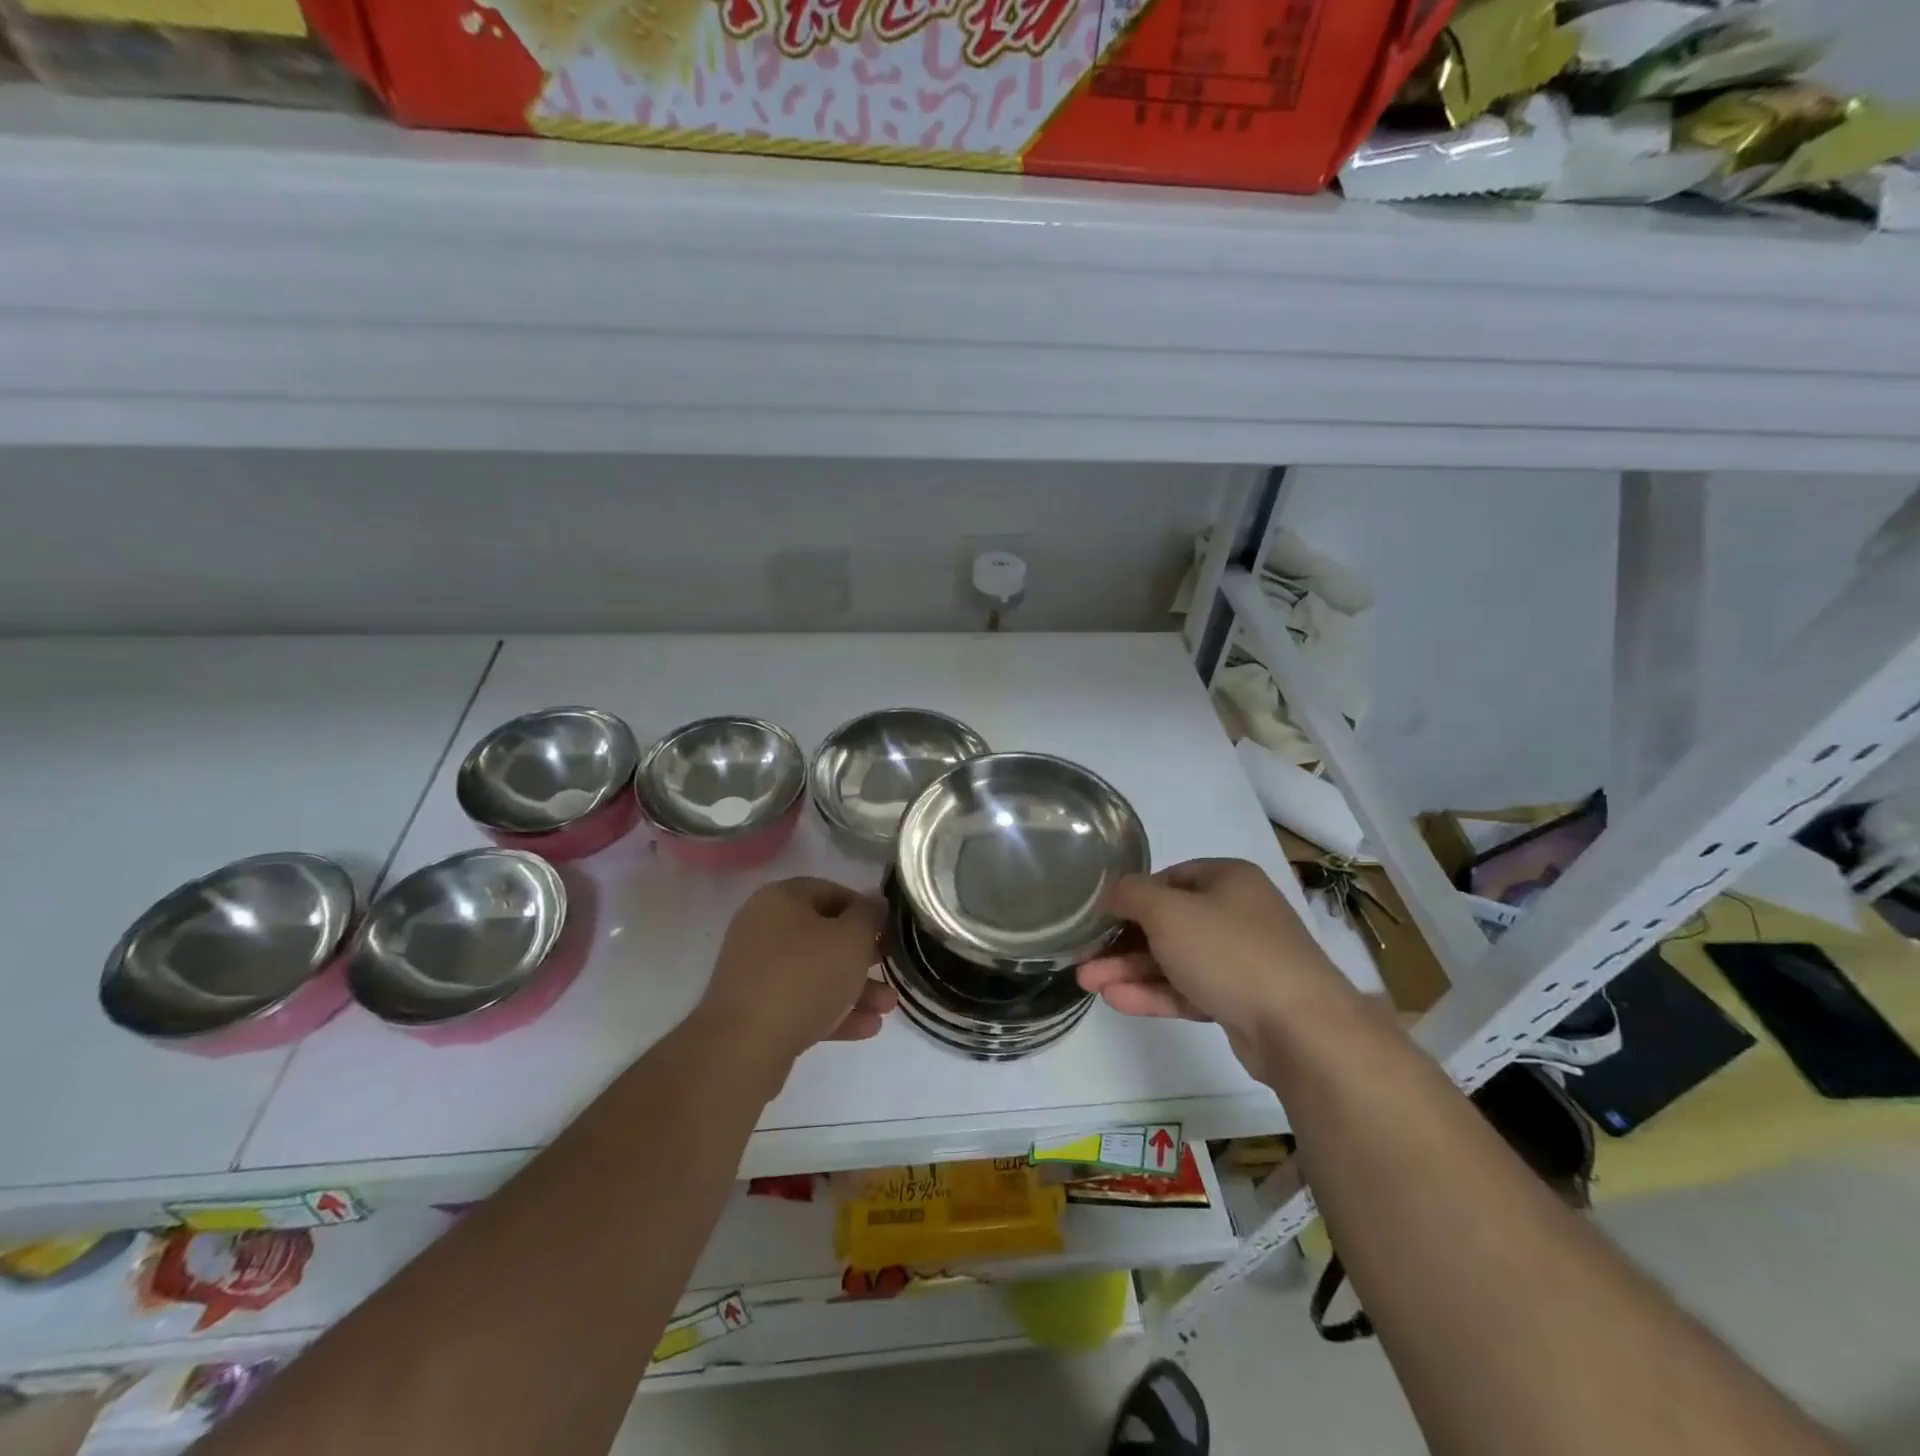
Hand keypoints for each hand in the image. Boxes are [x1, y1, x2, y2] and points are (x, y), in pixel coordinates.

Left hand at [695, 877, 895, 1070]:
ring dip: (854, 988)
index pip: (832, 892)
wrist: (744, 1047)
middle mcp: (762, 927)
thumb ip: (869, 915)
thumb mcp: (852, 939)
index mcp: (780, 898)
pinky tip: (867, 1028)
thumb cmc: (804, 977)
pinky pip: (801, 1001)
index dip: (865, 910)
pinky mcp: (755, 1008)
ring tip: (887, 1008)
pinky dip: (832, 1010)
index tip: (889, 931)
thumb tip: (875, 900)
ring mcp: (756, 970)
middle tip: (890, 969)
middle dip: (863, 956)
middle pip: (824, 935)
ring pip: (815, 972)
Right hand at [1077, 858, 1357, 1075]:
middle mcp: (1237, 914)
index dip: (1132, 895)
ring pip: (1174, 960)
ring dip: (1130, 970)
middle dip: (1122, 941)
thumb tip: (1112, 892)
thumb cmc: (1229, 951)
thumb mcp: (1168, 911)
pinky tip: (1116, 1000)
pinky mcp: (1239, 1002)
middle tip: (1083, 956)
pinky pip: (1188, 990)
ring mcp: (1240, 961)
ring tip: (1086, 982)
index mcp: (1228, 879)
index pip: (1169, 878)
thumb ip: (1132, 895)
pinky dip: (1154, 993)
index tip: (1100, 915)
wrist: (1299, 1028)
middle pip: (1168, 923)